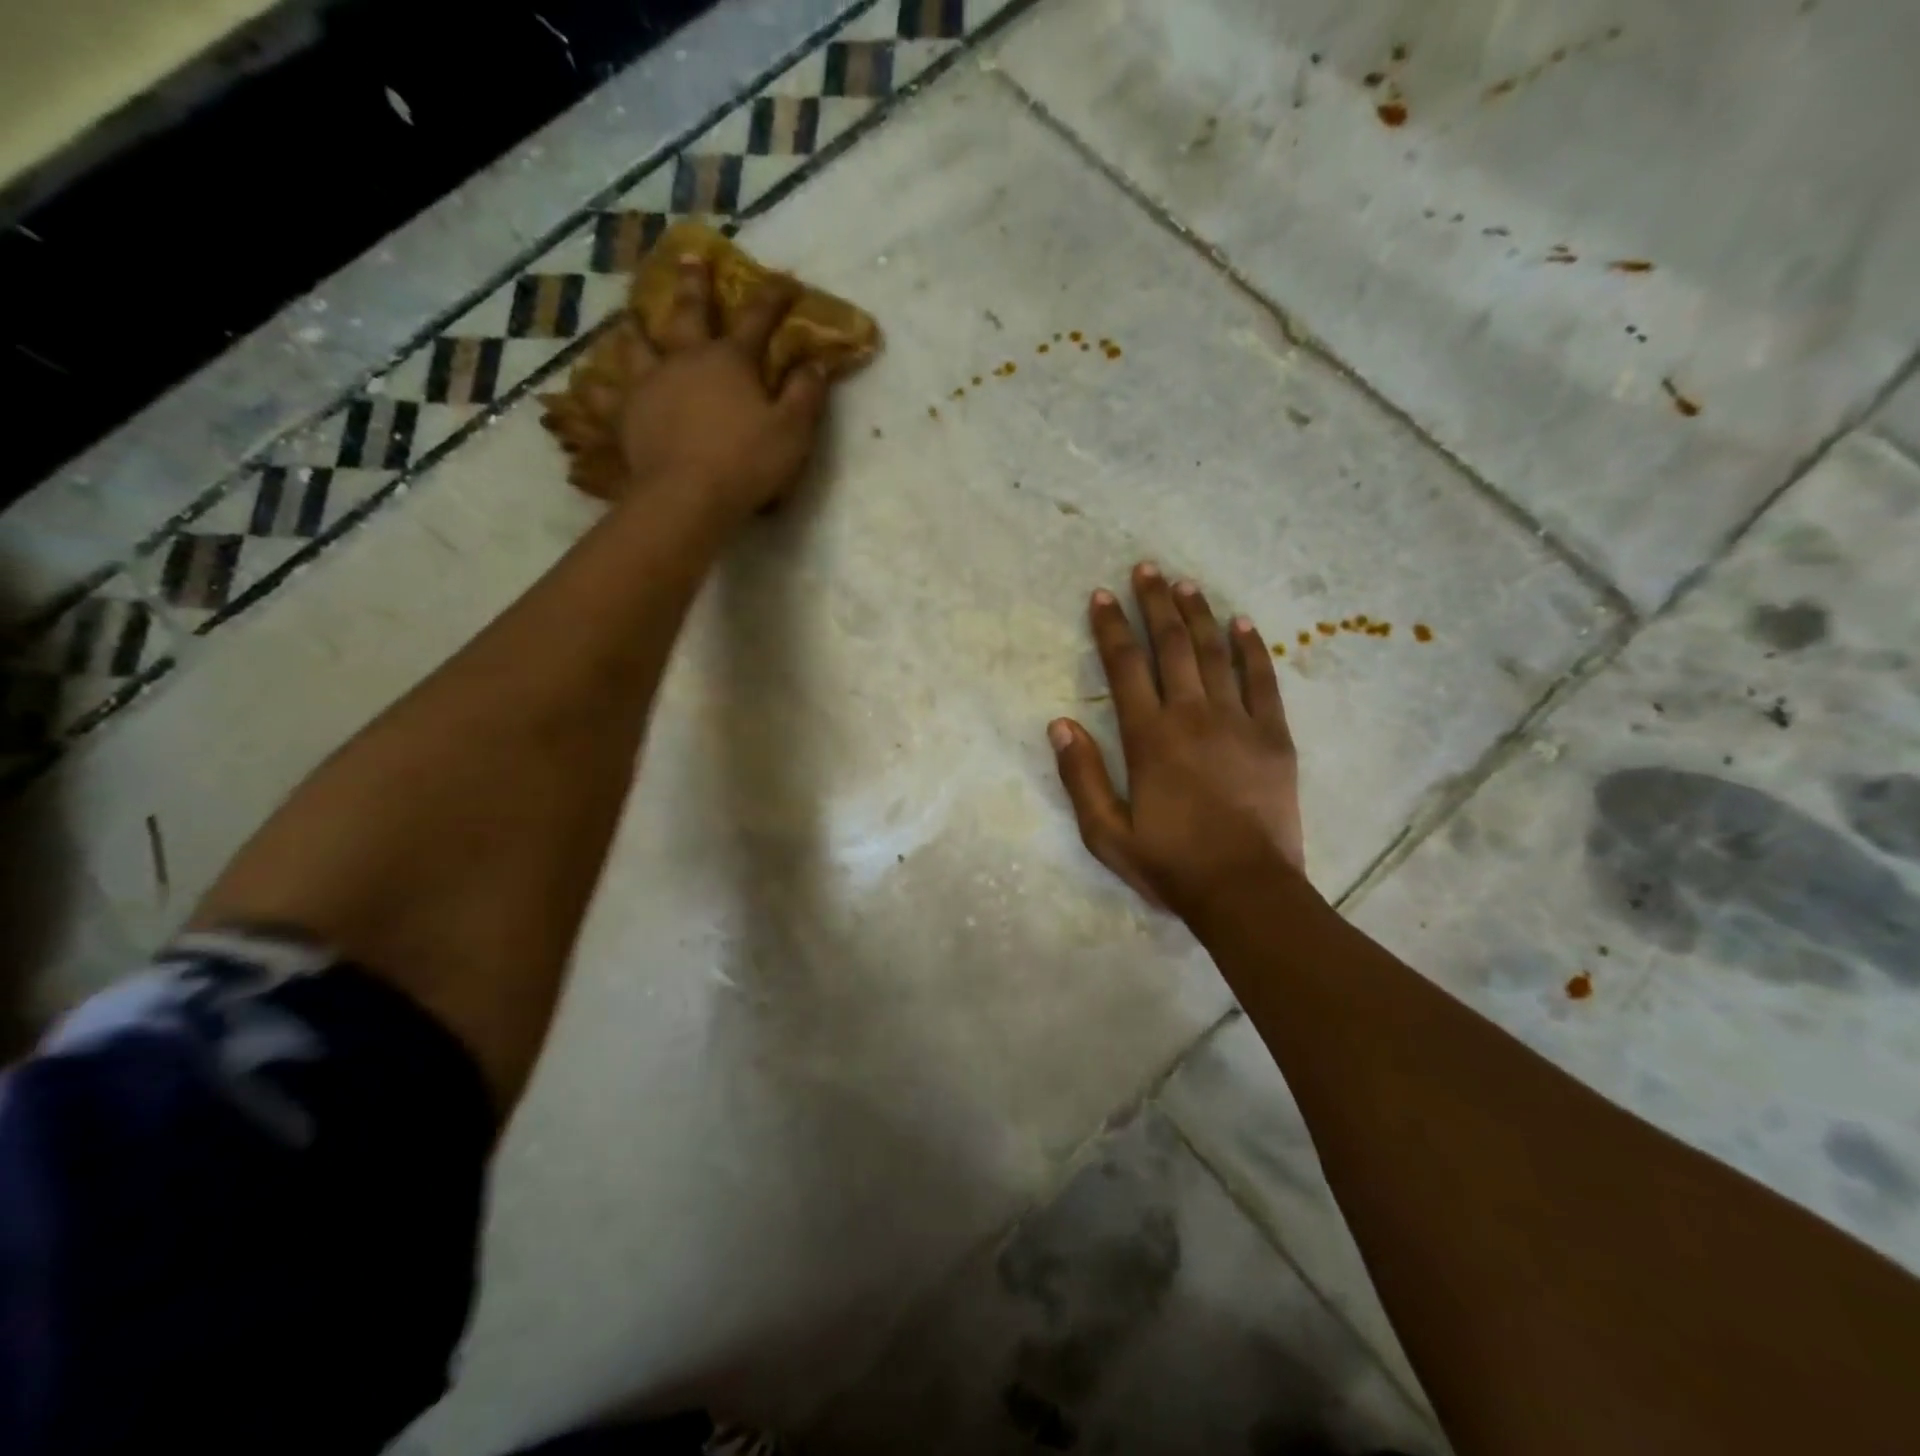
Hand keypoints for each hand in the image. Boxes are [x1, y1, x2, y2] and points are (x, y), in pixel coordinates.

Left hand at [614, 254, 830, 522]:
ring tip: (629, 319)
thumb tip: (816, 363)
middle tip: (690, 257)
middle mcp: (686, 359)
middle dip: (695, 284)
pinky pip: (606, 398)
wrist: (687, 497)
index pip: (758, 318)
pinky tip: (590, 388)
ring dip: (636, 329)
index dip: (774, 297)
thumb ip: (806, 395)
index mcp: (731, 360)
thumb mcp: (793, 431)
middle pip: (689, 311)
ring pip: (638, 345)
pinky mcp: (625, 415)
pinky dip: (599, 391)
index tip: (786, 280)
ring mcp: (650, 384)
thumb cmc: (746, 463)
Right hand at [1049, 562, 1307, 919]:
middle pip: (1171, 646)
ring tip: (1186, 584)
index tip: (1102, 595)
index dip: (1110, 627)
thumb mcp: (1105, 833)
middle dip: (1155, 604)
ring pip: (1214, 654)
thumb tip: (1059, 725)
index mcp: (1149, 737)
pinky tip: (1243, 624)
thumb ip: (1081, 777)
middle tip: (1147, 568)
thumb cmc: (1170, 863)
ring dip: (1198, 615)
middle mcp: (1192, 716)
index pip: (1124, 667)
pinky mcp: (1274, 736)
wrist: (1245, 891)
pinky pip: (1263, 680)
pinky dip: (1252, 649)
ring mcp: (1238, 722)